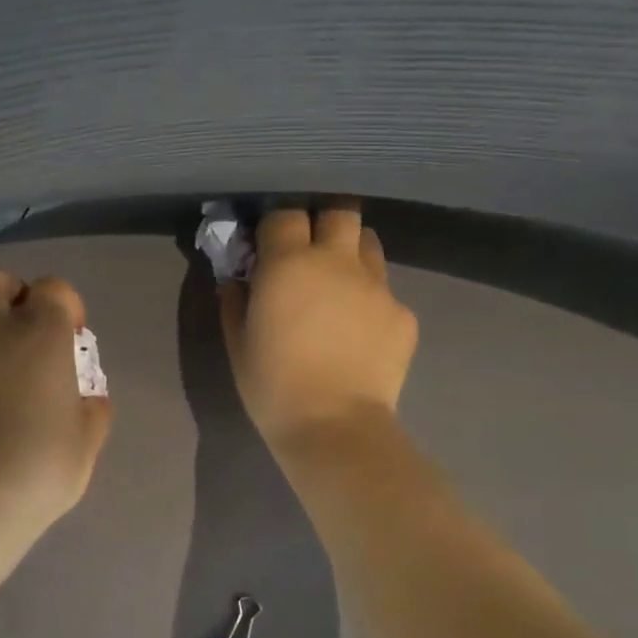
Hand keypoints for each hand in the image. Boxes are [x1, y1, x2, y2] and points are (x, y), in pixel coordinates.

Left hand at [0, 270, 112, 534]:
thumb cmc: (43, 463)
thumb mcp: (87, 439)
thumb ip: (93, 409)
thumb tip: (88, 398)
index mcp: (41, 334)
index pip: (53, 289)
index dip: (66, 305)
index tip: (74, 337)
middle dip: (10, 291)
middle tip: (26, 326)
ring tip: (4, 363)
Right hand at [219, 207, 417, 452]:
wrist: (334, 426)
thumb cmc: (273, 385)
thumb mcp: (238, 343)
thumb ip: (235, 300)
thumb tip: (238, 279)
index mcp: (290, 263)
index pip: (285, 213)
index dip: (275, 221)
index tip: (268, 239)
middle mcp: (338, 261)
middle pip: (339, 210)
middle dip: (322, 220)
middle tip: (309, 247)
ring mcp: (377, 285)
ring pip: (368, 243)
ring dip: (350, 251)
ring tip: (338, 282)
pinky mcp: (403, 313)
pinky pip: (385, 291)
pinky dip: (370, 300)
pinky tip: (359, 332)